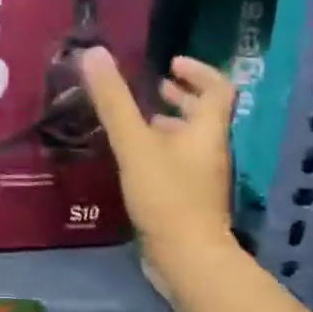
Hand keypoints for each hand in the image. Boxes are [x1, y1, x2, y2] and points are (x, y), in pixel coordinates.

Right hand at [78, 50, 236, 290]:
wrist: (186, 257)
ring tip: (136, 120)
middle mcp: (209, 150)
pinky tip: (131, 158)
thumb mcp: (134, 144)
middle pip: (204, 115)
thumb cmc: (166, 195)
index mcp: (206, 131)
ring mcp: (200, 177)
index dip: (199, 71)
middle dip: (180, 97)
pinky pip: (175, 162)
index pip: (218, 89)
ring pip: (188, 140)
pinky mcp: (187, 199)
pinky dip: (158, 150)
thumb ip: (114, 101)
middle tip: (152, 87)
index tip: (171, 63)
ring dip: (167, 124)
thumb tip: (94, 54)